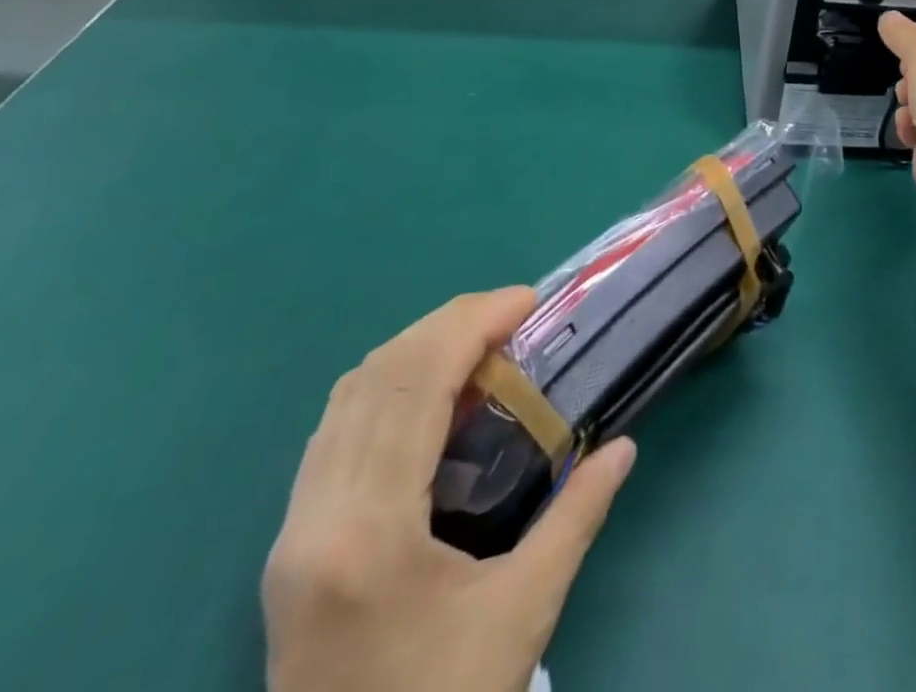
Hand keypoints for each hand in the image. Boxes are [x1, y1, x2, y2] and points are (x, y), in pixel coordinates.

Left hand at [263, 288, 635, 691]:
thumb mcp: (524, 614)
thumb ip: (577, 517)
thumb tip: (624, 447)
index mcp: (368, 533)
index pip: (413, 385)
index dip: (470, 324)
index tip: (527, 300)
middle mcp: (314, 520)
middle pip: (376, 376)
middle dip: (447, 324)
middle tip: (511, 313)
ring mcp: (292, 533)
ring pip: (348, 397)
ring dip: (416, 350)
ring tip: (479, 342)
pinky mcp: (291, 547)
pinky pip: (337, 429)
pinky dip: (389, 387)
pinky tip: (433, 395)